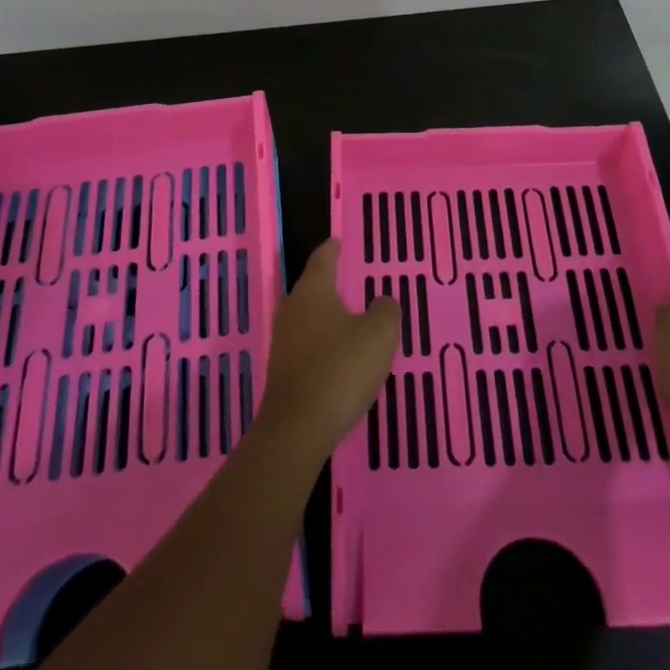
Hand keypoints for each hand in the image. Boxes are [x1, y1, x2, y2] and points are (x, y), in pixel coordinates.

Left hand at [254, 239, 399, 469]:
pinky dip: (324, 343)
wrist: (297, 428)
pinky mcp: (284, 371)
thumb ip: (386, 312)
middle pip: (312, 287)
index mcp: (313, 291)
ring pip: (309, 318)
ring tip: (351, 318)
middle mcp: (293, 309)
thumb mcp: (378, 336)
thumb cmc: (340, 369)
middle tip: (350, 278)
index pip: (322, 259)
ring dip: (328, 316)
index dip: (332, 249)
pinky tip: (341, 356)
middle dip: (330, 283)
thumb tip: (382, 301)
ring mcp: (284, 342)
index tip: (338, 240)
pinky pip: (308, 345)